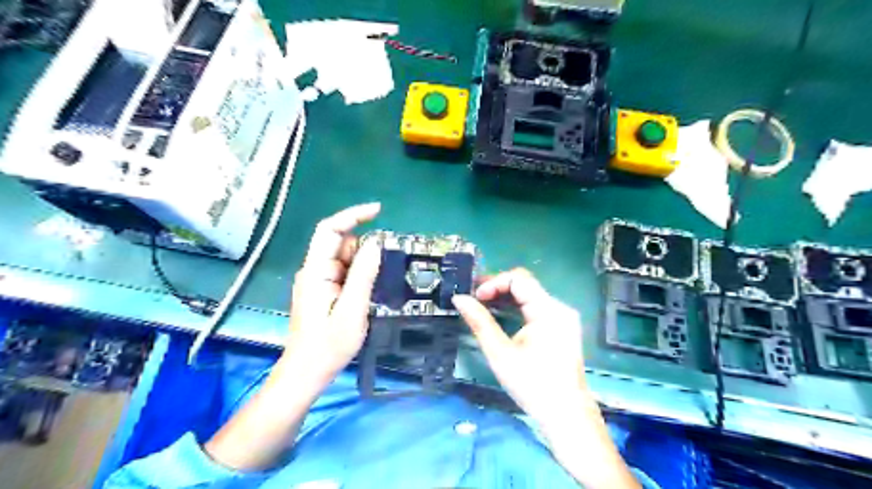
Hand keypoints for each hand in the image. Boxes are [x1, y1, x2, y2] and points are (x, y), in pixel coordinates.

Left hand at [287, 200, 382, 377]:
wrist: (306, 372)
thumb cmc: (328, 346)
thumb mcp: (352, 311)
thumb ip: (363, 276)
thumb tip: (375, 244)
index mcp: (316, 271)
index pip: (330, 230)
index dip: (353, 215)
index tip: (379, 211)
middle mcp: (314, 270)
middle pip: (340, 244)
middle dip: (364, 249)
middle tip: (383, 270)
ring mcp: (318, 281)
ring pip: (345, 258)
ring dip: (363, 265)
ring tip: (374, 289)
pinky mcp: (323, 290)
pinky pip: (344, 272)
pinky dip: (359, 275)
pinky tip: (367, 293)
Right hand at [453, 269, 638, 486]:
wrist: (566, 415)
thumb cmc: (532, 385)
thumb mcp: (500, 353)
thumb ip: (480, 322)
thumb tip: (459, 299)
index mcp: (549, 310)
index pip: (519, 279)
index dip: (493, 282)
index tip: (476, 298)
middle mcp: (559, 308)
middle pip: (525, 285)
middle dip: (498, 288)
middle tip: (473, 298)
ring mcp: (563, 318)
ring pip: (530, 296)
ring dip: (506, 298)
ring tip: (482, 306)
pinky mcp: (562, 328)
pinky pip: (536, 308)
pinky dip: (517, 309)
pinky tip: (500, 317)